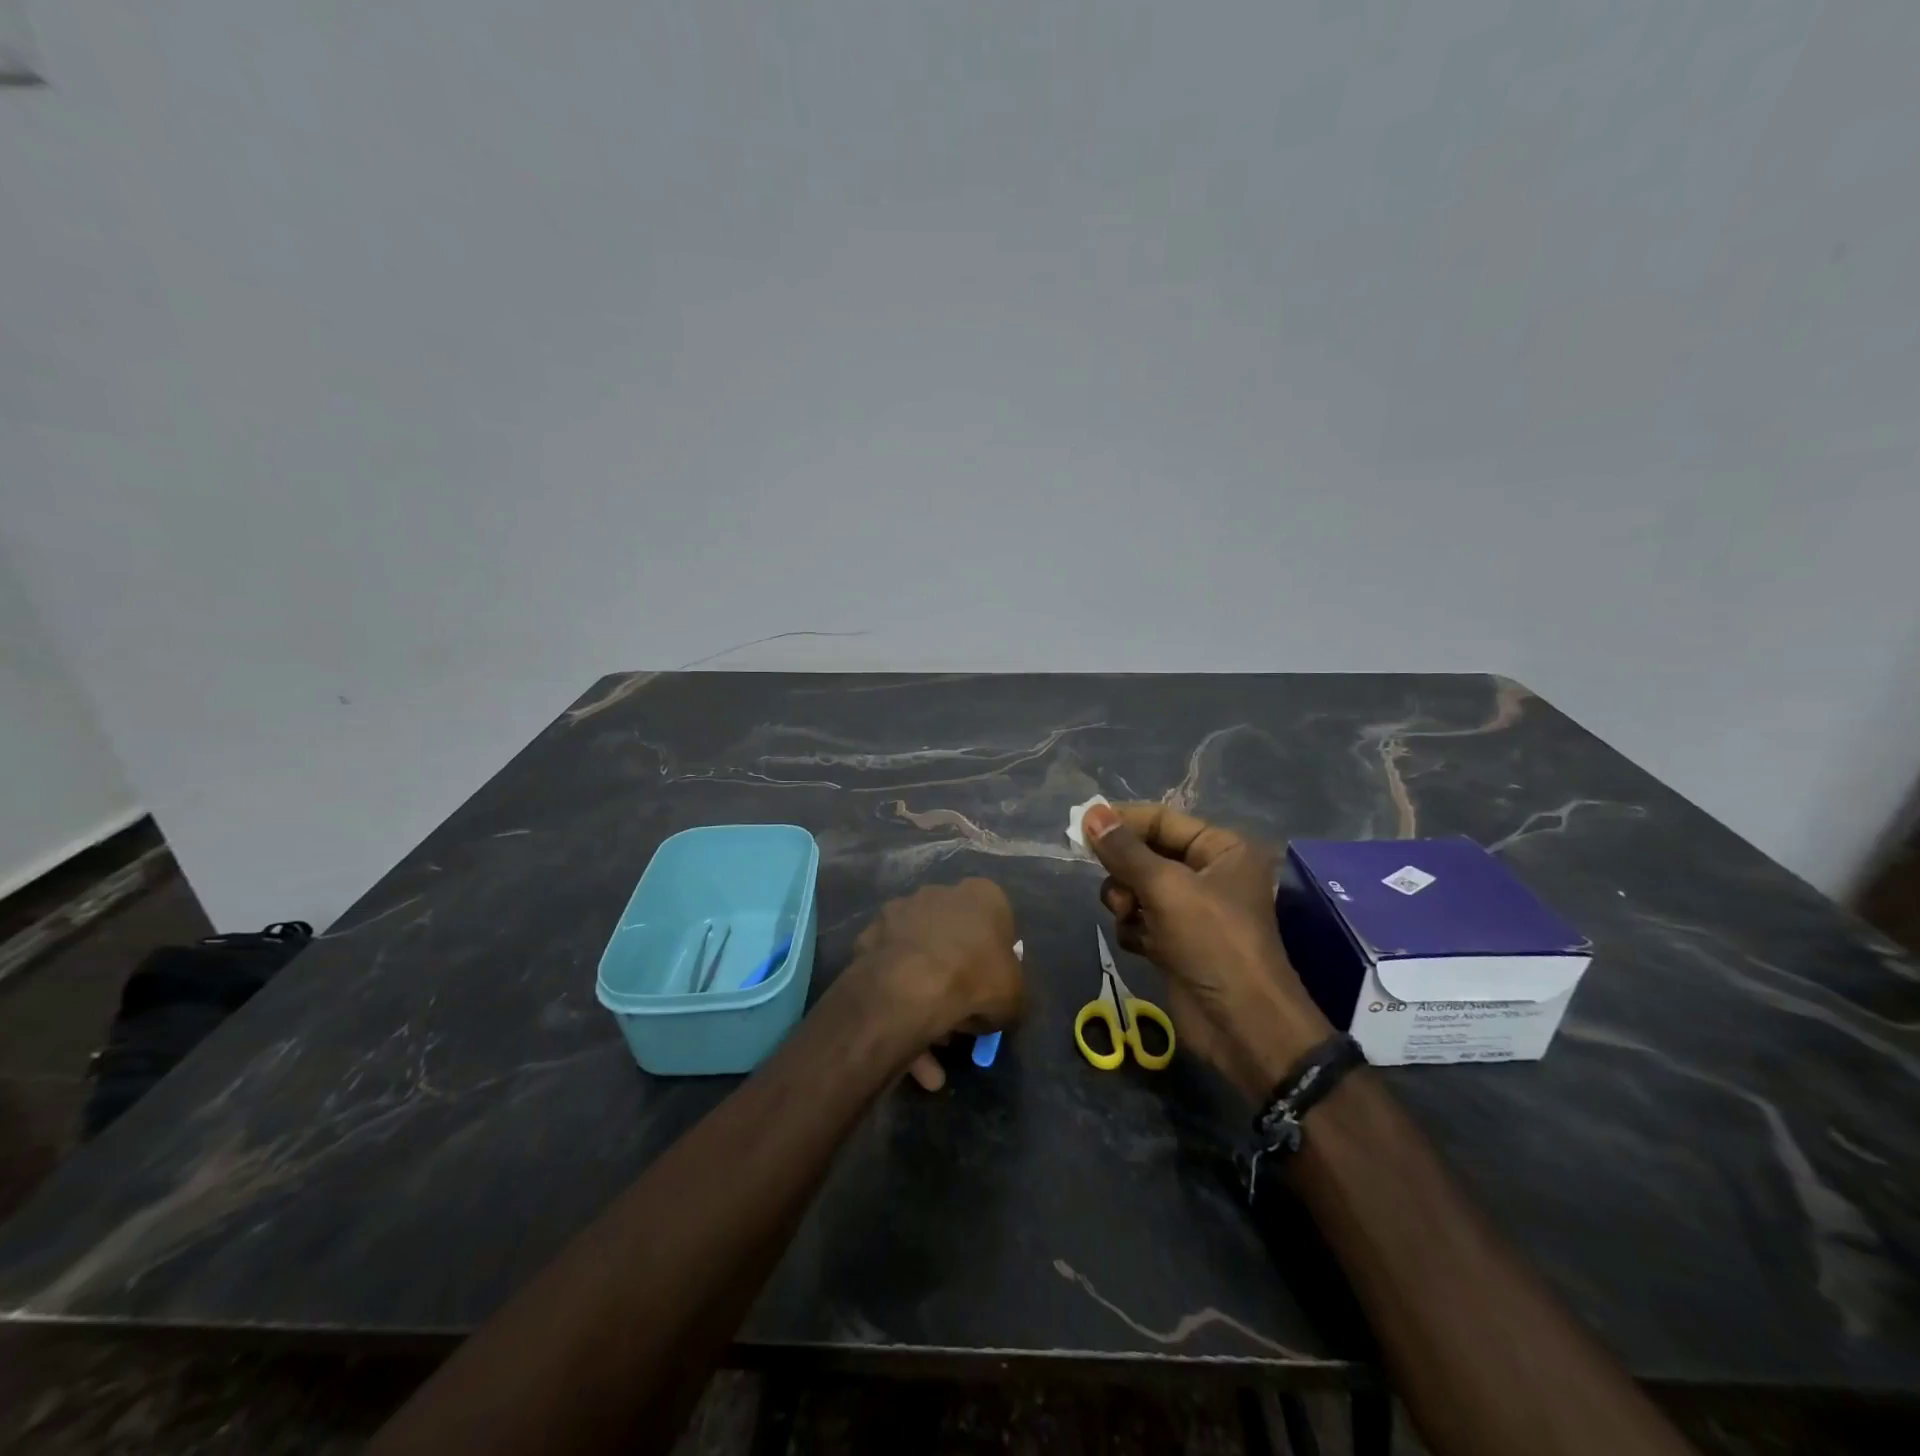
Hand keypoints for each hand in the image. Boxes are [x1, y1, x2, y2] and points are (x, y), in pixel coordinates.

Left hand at [843, 879, 1025, 1091]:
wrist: (911, 985)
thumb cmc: (976, 979)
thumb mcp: (1015, 996)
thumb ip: (1009, 992)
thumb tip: (994, 1004)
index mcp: (982, 895)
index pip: (995, 922)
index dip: (993, 959)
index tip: (989, 988)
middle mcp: (939, 892)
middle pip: (952, 936)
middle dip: (954, 974)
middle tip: (957, 1016)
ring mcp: (899, 911)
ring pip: (918, 954)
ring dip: (924, 991)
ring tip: (927, 1041)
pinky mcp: (869, 934)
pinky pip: (890, 969)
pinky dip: (896, 997)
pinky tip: (902, 1035)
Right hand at [1082, 802, 1330, 1101]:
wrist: (1242, 1026)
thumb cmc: (1213, 942)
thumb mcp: (1166, 889)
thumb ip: (1124, 851)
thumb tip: (1091, 812)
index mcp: (1222, 849)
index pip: (1162, 820)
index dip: (1122, 821)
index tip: (1081, 825)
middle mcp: (1209, 874)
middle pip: (1146, 854)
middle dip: (1125, 871)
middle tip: (1114, 886)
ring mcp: (1192, 910)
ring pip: (1137, 888)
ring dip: (1126, 902)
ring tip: (1130, 918)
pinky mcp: (1177, 942)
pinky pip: (1140, 919)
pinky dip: (1133, 929)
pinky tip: (1141, 945)